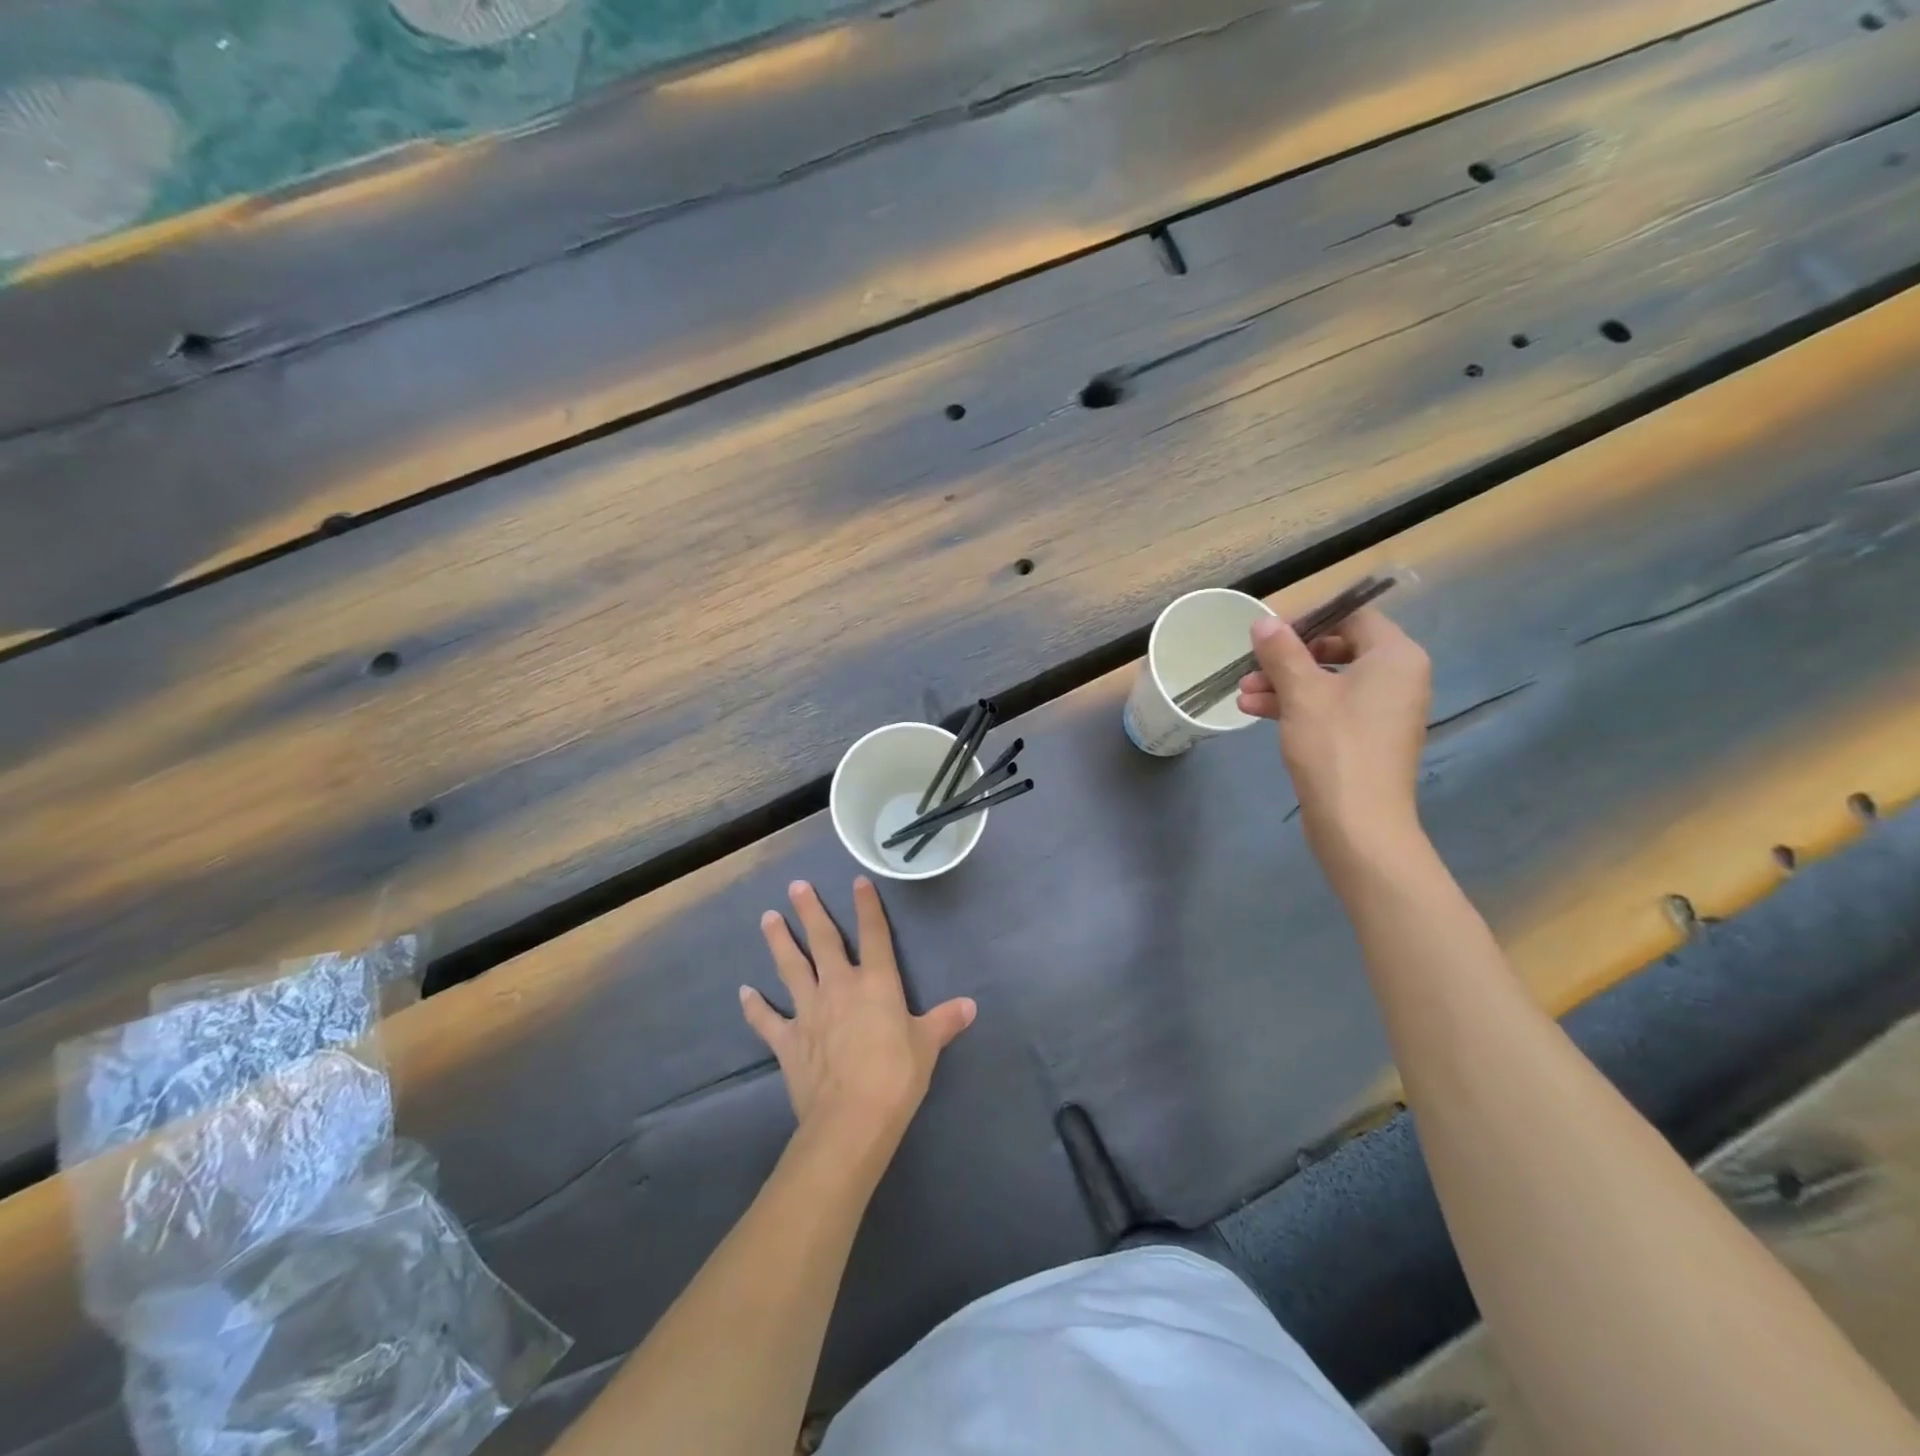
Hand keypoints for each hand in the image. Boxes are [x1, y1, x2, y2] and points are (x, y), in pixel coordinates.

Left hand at [741, 878, 975, 1159]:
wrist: (851, 1119)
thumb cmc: (896, 1076)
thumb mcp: (928, 1046)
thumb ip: (945, 1021)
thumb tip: (970, 1006)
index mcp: (876, 983)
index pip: (874, 935)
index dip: (867, 906)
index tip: (858, 881)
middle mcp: (839, 987)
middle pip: (823, 941)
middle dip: (810, 911)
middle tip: (796, 886)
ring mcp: (809, 1012)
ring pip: (791, 968)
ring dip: (779, 941)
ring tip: (767, 917)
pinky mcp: (787, 1041)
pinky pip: (767, 1020)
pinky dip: (754, 1006)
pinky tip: (743, 992)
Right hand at [1238, 606, 1431, 871]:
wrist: (1358, 823)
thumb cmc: (1335, 746)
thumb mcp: (1302, 693)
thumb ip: (1282, 651)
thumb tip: (1264, 620)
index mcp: (1395, 656)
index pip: (1353, 616)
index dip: (1309, 619)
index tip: (1269, 633)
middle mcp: (1397, 677)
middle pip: (1337, 648)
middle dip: (1288, 657)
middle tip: (1252, 665)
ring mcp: (1382, 710)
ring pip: (1328, 681)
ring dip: (1284, 683)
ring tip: (1243, 693)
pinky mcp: (1366, 737)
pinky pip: (1330, 707)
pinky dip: (1297, 705)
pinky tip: (1255, 711)